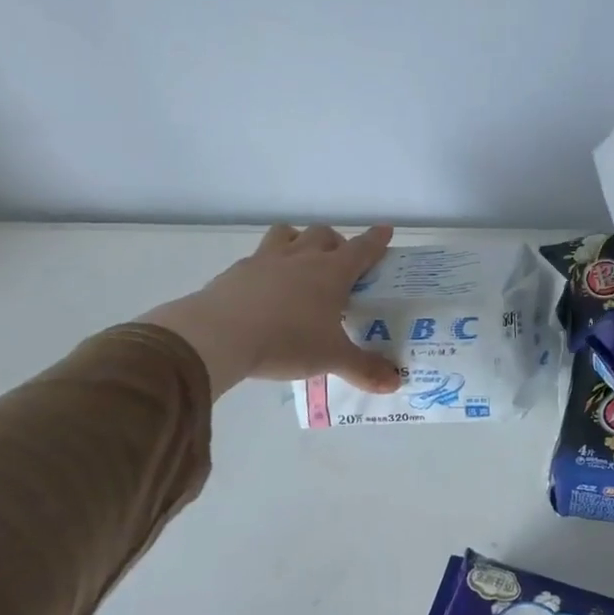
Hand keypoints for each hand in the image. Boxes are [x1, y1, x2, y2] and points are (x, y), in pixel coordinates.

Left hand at [139, 224, 403, 395]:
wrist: (218, 336)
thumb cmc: (287, 341)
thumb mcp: (331, 358)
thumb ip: (364, 368)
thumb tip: (395, 384)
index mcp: (331, 272)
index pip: (361, 248)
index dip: (376, 240)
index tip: (385, 230)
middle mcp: (301, 257)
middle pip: (323, 234)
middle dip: (336, 242)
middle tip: (339, 263)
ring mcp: (265, 260)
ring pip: (287, 234)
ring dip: (299, 240)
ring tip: (300, 262)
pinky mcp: (236, 272)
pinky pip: (257, 258)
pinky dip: (267, 266)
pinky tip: (264, 288)